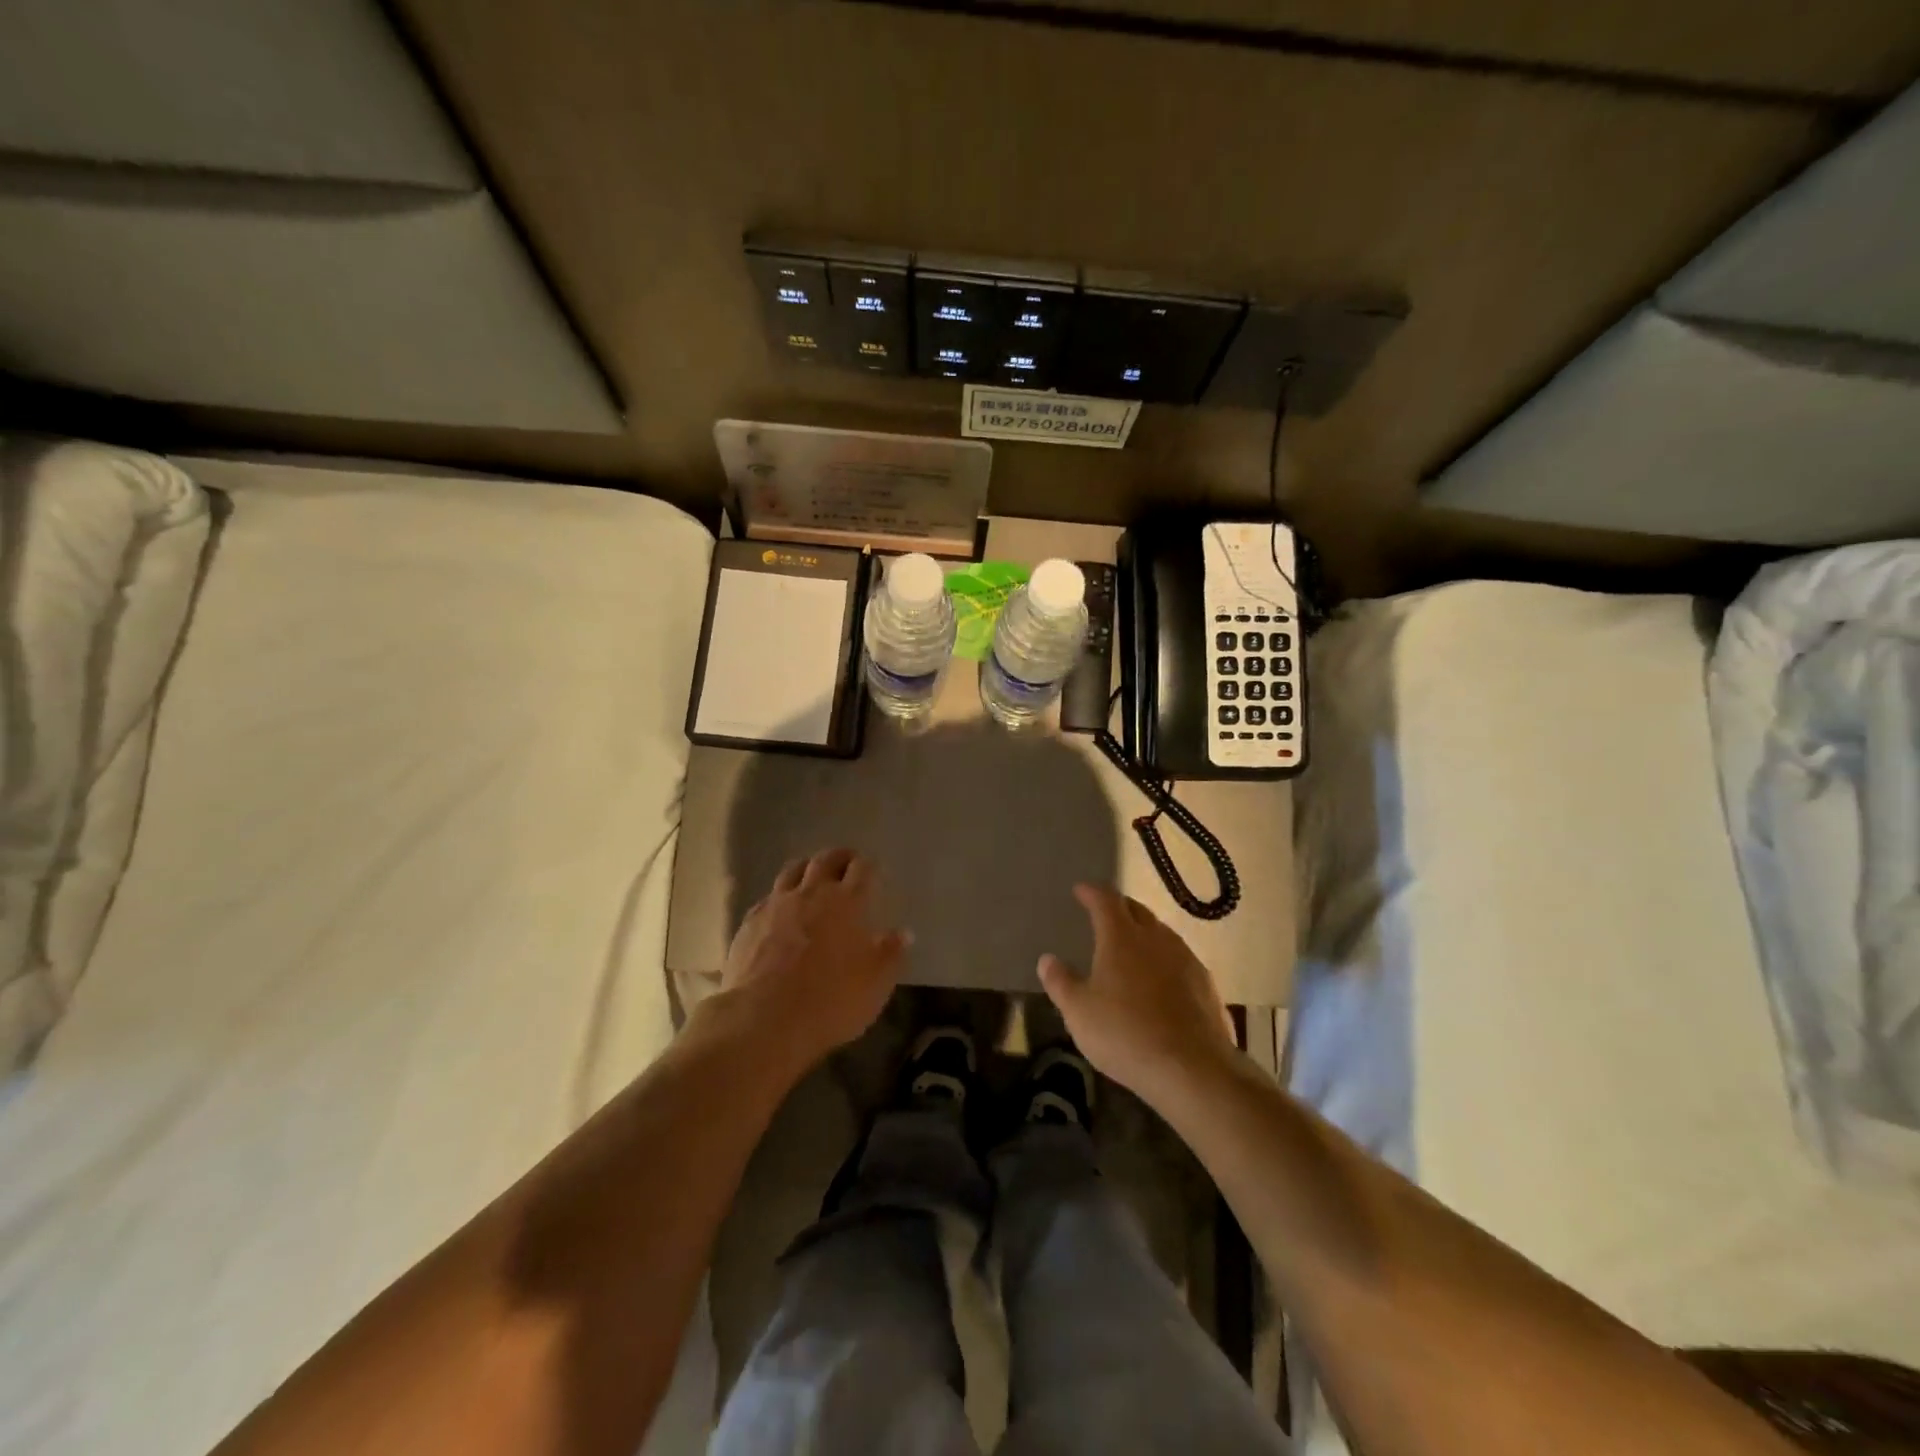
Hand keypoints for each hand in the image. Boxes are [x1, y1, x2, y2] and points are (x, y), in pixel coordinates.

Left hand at [711, 848, 907, 1075]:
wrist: (764, 1020)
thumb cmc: (831, 1001)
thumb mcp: (876, 984)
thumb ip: (891, 954)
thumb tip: (903, 933)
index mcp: (847, 902)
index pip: (862, 869)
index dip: (869, 866)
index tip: (873, 870)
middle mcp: (811, 893)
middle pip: (826, 860)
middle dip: (839, 857)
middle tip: (847, 863)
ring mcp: (776, 905)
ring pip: (793, 870)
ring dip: (807, 868)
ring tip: (813, 876)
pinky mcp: (749, 922)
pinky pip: (768, 897)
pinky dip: (780, 897)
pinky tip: (781, 910)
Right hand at [1038, 884, 1237, 1104]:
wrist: (1192, 1068)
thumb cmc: (1125, 1034)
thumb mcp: (1078, 1012)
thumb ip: (1060, 982)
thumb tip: (1047, 959)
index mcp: (1121, 936)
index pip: (1105, 900)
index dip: (1091, 892)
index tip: (1080, 890)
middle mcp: (1155, 937)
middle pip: (1137, 910)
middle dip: (1119, 907)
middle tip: (1105, 913)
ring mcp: (1185, 958)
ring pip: (1161, 933)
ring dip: (1144, 932)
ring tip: (1132, 944)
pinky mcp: (1206, 983)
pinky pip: (1180, 958)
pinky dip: (1164, 958)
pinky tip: (1161, 978)